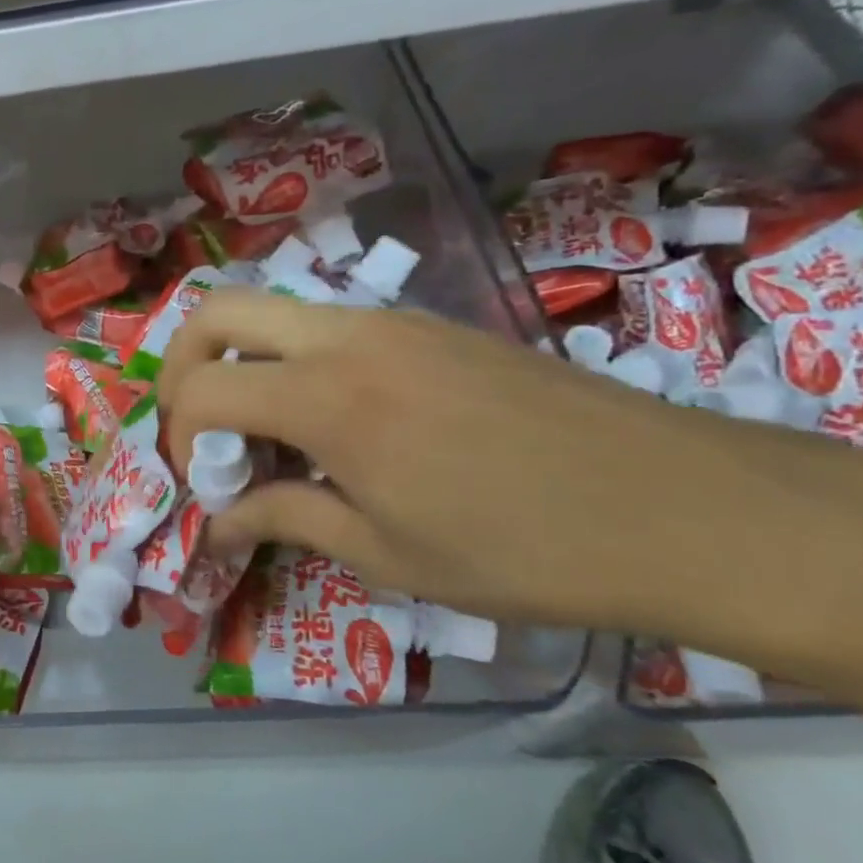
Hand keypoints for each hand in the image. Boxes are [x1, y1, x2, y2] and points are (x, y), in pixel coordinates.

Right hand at [157, 290, 862, 648]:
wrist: (685, 508)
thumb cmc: (523, 549)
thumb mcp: (386, 553)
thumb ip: (285, 518)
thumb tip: (217, 523)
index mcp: (327, 398)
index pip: (201, 388)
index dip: (176, 436)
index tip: (197, 482)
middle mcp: (348, 337)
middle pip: (218, 310)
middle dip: (182, 364)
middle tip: (195, 425)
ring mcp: (394, 322)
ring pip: (274, 309)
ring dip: (242, 360)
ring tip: (265, 432)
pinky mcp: (432, 326)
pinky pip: (330, 324)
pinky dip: (296, 361)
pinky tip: (335, 422)